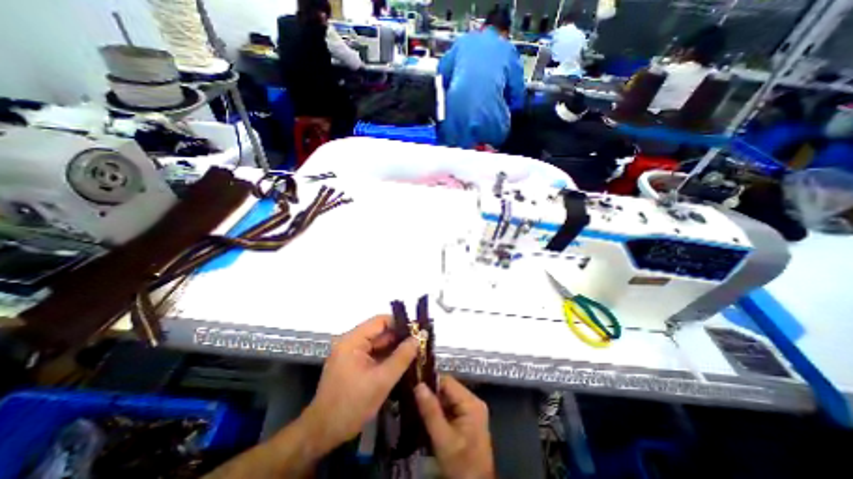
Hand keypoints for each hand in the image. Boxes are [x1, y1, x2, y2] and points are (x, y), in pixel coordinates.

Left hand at [304, 316, 417, 453]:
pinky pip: (374, 355)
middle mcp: (351, 341)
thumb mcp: (381, 381)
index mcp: (353, 340)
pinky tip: (402, 363)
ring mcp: (351, 353)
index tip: (418, 331)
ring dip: (395, 349)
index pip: (381, 321)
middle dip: (400, 338)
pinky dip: (387, 358)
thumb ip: (402, 357)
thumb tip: (419, 337)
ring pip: (378, 344)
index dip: (400, 324)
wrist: (322, 434)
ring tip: (416, 352)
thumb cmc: (351, 406)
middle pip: (380, 332)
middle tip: (421, 344)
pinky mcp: (353, 364)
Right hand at [413, 376, 492, 476]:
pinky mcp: (467, 419)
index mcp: (471, 402)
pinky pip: (449, 408)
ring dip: (433, 404)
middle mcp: (473, 401)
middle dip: (431, 395)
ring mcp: (470, 410)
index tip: (413, 387)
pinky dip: (438, 412)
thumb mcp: (443, 439)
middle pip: (447, 389)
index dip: (430, 383)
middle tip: (412, 399)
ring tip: (416, 407)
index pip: (447, 381)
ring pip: (447, 398)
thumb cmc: (460, 465)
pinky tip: (426, 417)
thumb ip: (431, 411)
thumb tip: (418, 385)